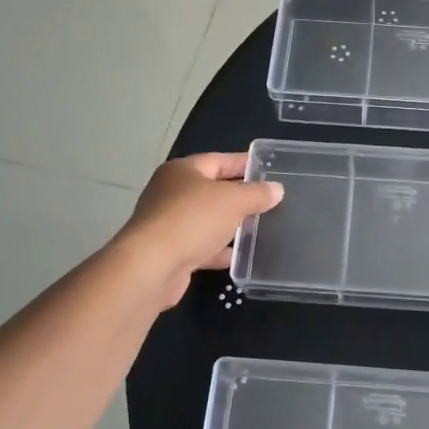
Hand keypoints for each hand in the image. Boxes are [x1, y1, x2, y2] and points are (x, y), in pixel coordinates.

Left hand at [118, 153, 283, 309]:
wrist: (151, 267)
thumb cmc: (192, 220)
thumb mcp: (233, 201)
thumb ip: (257, 194)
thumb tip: (276, 189)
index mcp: (182, 171)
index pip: (219, 160)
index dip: (244, 163)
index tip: (268, 169)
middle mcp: (171, 193)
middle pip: (212, 190)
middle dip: (239, 197)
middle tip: (269, 201)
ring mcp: (168, 224)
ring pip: (206, 220)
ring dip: (229, 225)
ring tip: (260, 228)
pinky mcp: (169, 253)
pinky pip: (200, 246)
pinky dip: (218, 250)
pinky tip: (239, 257)